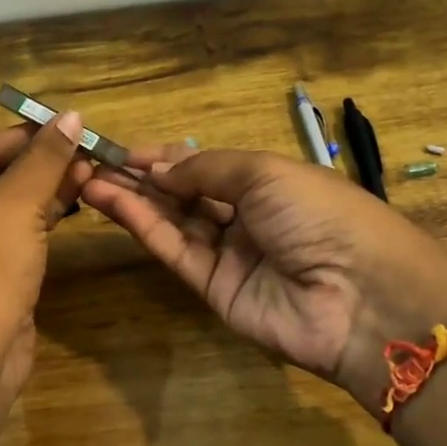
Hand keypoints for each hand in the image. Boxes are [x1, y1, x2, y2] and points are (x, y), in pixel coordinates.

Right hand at [80, 147, 446, 415]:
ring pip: (172, 222)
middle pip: (184, 194)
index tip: (122, 150)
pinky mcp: (213, 289)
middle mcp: (246, 217)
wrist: (358, 295)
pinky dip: (143, 226)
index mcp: (267, 183)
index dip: (166, 157)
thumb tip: (159, 168)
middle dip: (141, 178)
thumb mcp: (264, 173)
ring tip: (88, 179)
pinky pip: (175, 250)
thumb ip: (205, 168)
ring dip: (132, 200)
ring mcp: (229, 255)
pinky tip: (113, 203)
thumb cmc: (319, 214)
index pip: (205, 166)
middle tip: (93, 163)